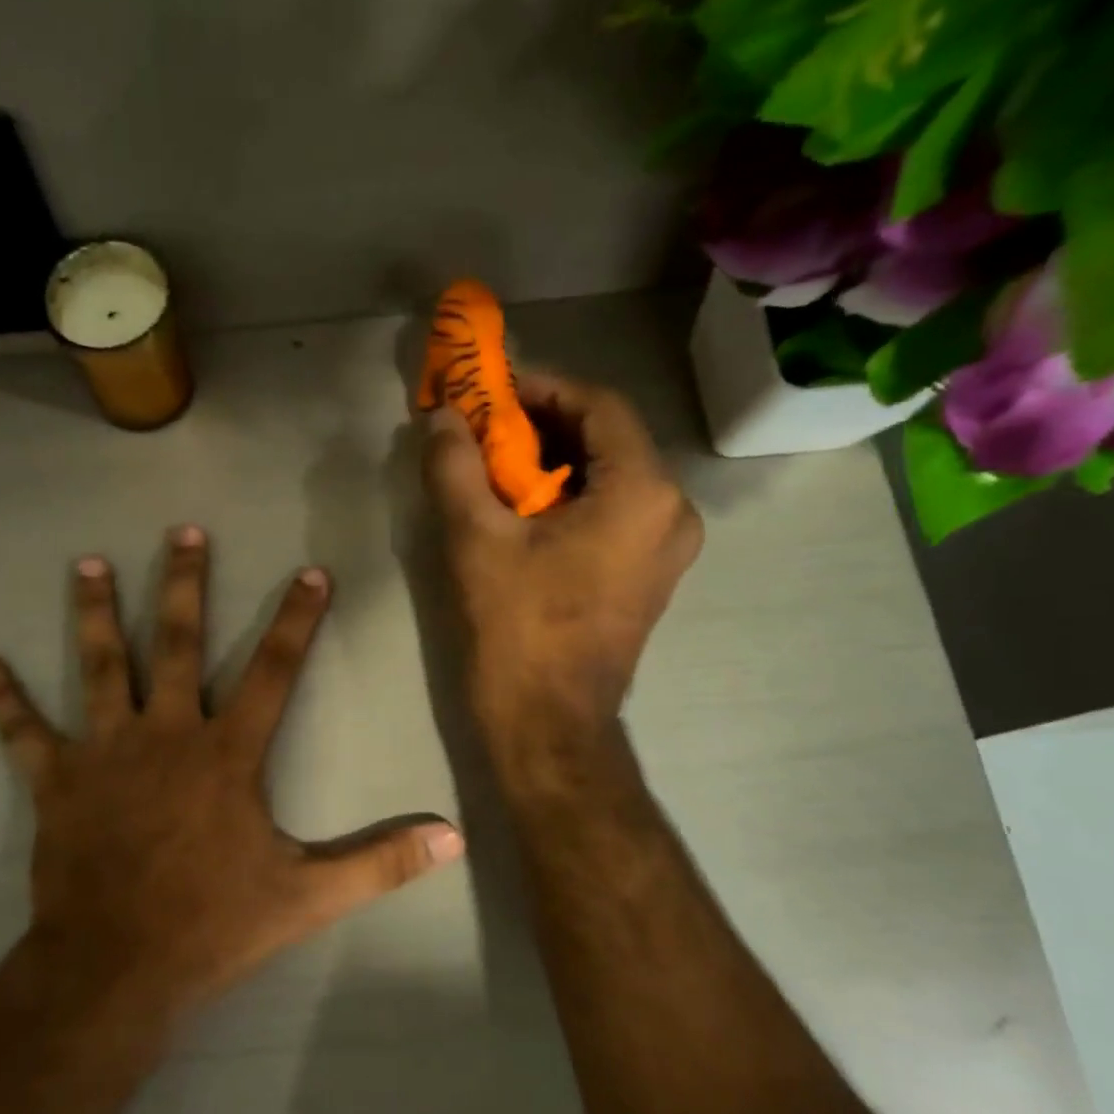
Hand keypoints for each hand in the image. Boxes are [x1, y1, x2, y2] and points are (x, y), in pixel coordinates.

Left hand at [0, 527, 465, 1017]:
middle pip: (179, 645)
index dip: (297, 620)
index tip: (311, 572)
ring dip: (97, 613)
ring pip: (101, 668)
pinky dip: (1, 698)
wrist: (119, 967)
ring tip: (91, 563)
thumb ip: (381, 861)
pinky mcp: (56, 782)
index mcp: (227, 754)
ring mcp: (105, 754)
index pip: (274, 671)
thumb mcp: (310, 895)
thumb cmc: (215, 924)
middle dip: (186, 585)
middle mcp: (166, 735)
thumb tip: (453, 838)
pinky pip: (23, 732)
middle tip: (184, 531)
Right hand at [421, 372, 702, 758]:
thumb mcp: (476, 540)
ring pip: (612, 478)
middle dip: (545, 427)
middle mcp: (672, 512)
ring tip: (497, 467)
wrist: (548, 724)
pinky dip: (571, 499)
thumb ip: (456, 467)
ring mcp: (667, 549)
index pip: (599, 406)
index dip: (543, 389)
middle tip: (487, 429)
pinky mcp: (649, 577)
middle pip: (609, 440)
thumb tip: (441, 420)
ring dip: (556, 464)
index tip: (492, 393)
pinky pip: (614, 514)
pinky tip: (525, 511)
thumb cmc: (517, 629)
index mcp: (643, 492)